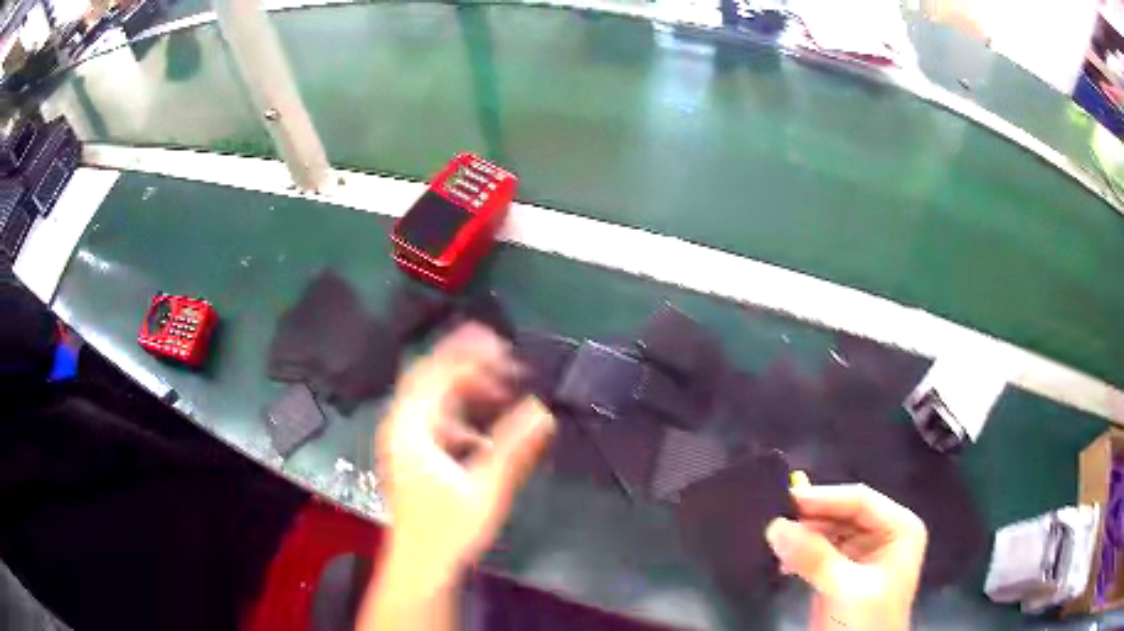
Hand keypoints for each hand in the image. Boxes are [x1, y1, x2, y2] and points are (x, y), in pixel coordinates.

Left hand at [375, 323, 555, 580]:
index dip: (467, 353)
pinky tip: (486, 428)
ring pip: (435, 399)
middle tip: (506, 356)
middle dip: (468, 364)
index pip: (436, 373)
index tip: (501, 343)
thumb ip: (513, 446)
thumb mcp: (485, 487)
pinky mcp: (414, 456)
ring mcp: (405, 441)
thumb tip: (543, 410)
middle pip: (431, 379)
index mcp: (410, 428)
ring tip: (503, 387)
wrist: (421, 565)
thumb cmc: (447, 529)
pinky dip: (462, 414)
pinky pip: (437, 420)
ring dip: (467, 389)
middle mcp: (401, 426)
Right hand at [765, 484, 926, 630]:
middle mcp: (884, 534)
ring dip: (803, 538)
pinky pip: (821, 551)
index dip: (824, 497)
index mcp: (899, 528)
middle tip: (775, 521)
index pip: (860, 500)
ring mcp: (864, 553)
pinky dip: (802, 555)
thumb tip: (775, 526)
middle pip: (843, 514)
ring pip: (829, 531)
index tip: (786, 497)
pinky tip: (784, 563)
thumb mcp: (843, 588)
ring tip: (776, 543)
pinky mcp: (844, 572)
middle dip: (811, 520)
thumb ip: (813, 556)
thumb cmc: (865, 622)